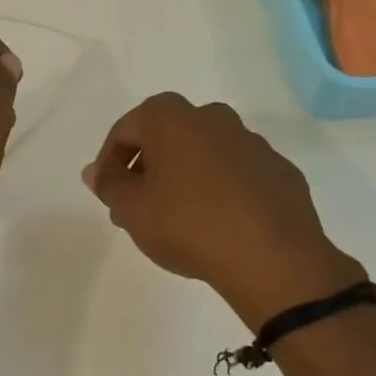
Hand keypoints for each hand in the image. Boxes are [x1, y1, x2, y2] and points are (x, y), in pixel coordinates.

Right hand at [82, 93, 363, 327]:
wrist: (272, 257)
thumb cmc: (188, 225)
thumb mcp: (132, 210)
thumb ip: (109, 185)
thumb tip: (95, 171)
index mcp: (173, 118)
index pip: (126, 129)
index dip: (110, 161)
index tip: (109, 192)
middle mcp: (213, 118)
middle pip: (168, 136)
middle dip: (149, 166)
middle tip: (139, 205)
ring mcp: (252, 142)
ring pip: (205, 153)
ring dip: (186, 176)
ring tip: (179, 218)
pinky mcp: (279, 170)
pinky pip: (238, 174)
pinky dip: (222, 190)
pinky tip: (219, 224)